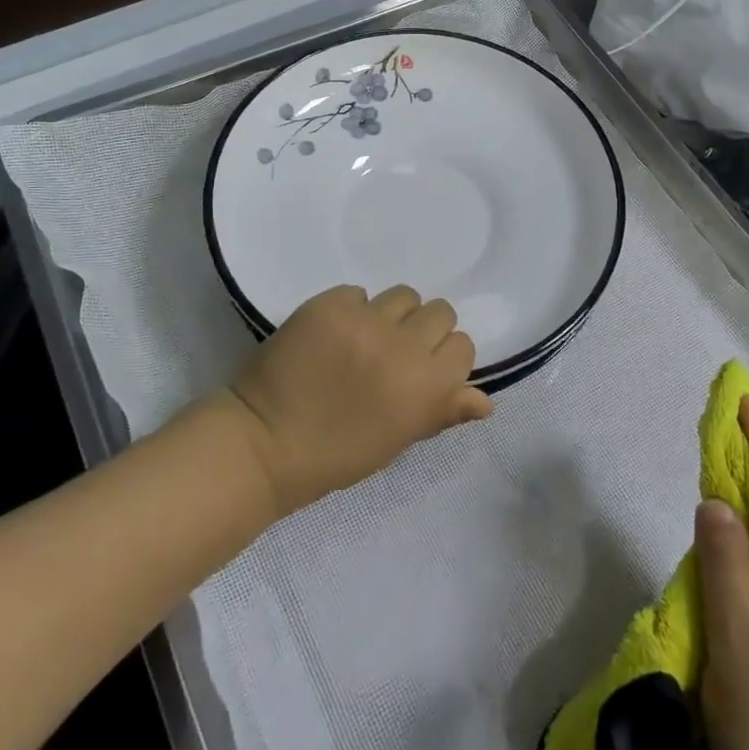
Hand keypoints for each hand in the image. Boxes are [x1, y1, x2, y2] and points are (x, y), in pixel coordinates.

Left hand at [225, 285, 491, 516]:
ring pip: (403, 295)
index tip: (423, 370)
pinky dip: (352, 310)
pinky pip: (358, 293)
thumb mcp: (397, 441)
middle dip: (423, 330)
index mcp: (426, 387)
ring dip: (392, 315)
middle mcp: (403, 346)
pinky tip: (333, 335)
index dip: (445, 358)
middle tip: (395, 352)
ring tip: (365, 338)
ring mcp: (364, 321)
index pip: (462, 345)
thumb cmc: (335, 456)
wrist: (264, 444)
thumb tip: (485, 401)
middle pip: (439, 311)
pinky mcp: (329, 304)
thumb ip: (442, 412)